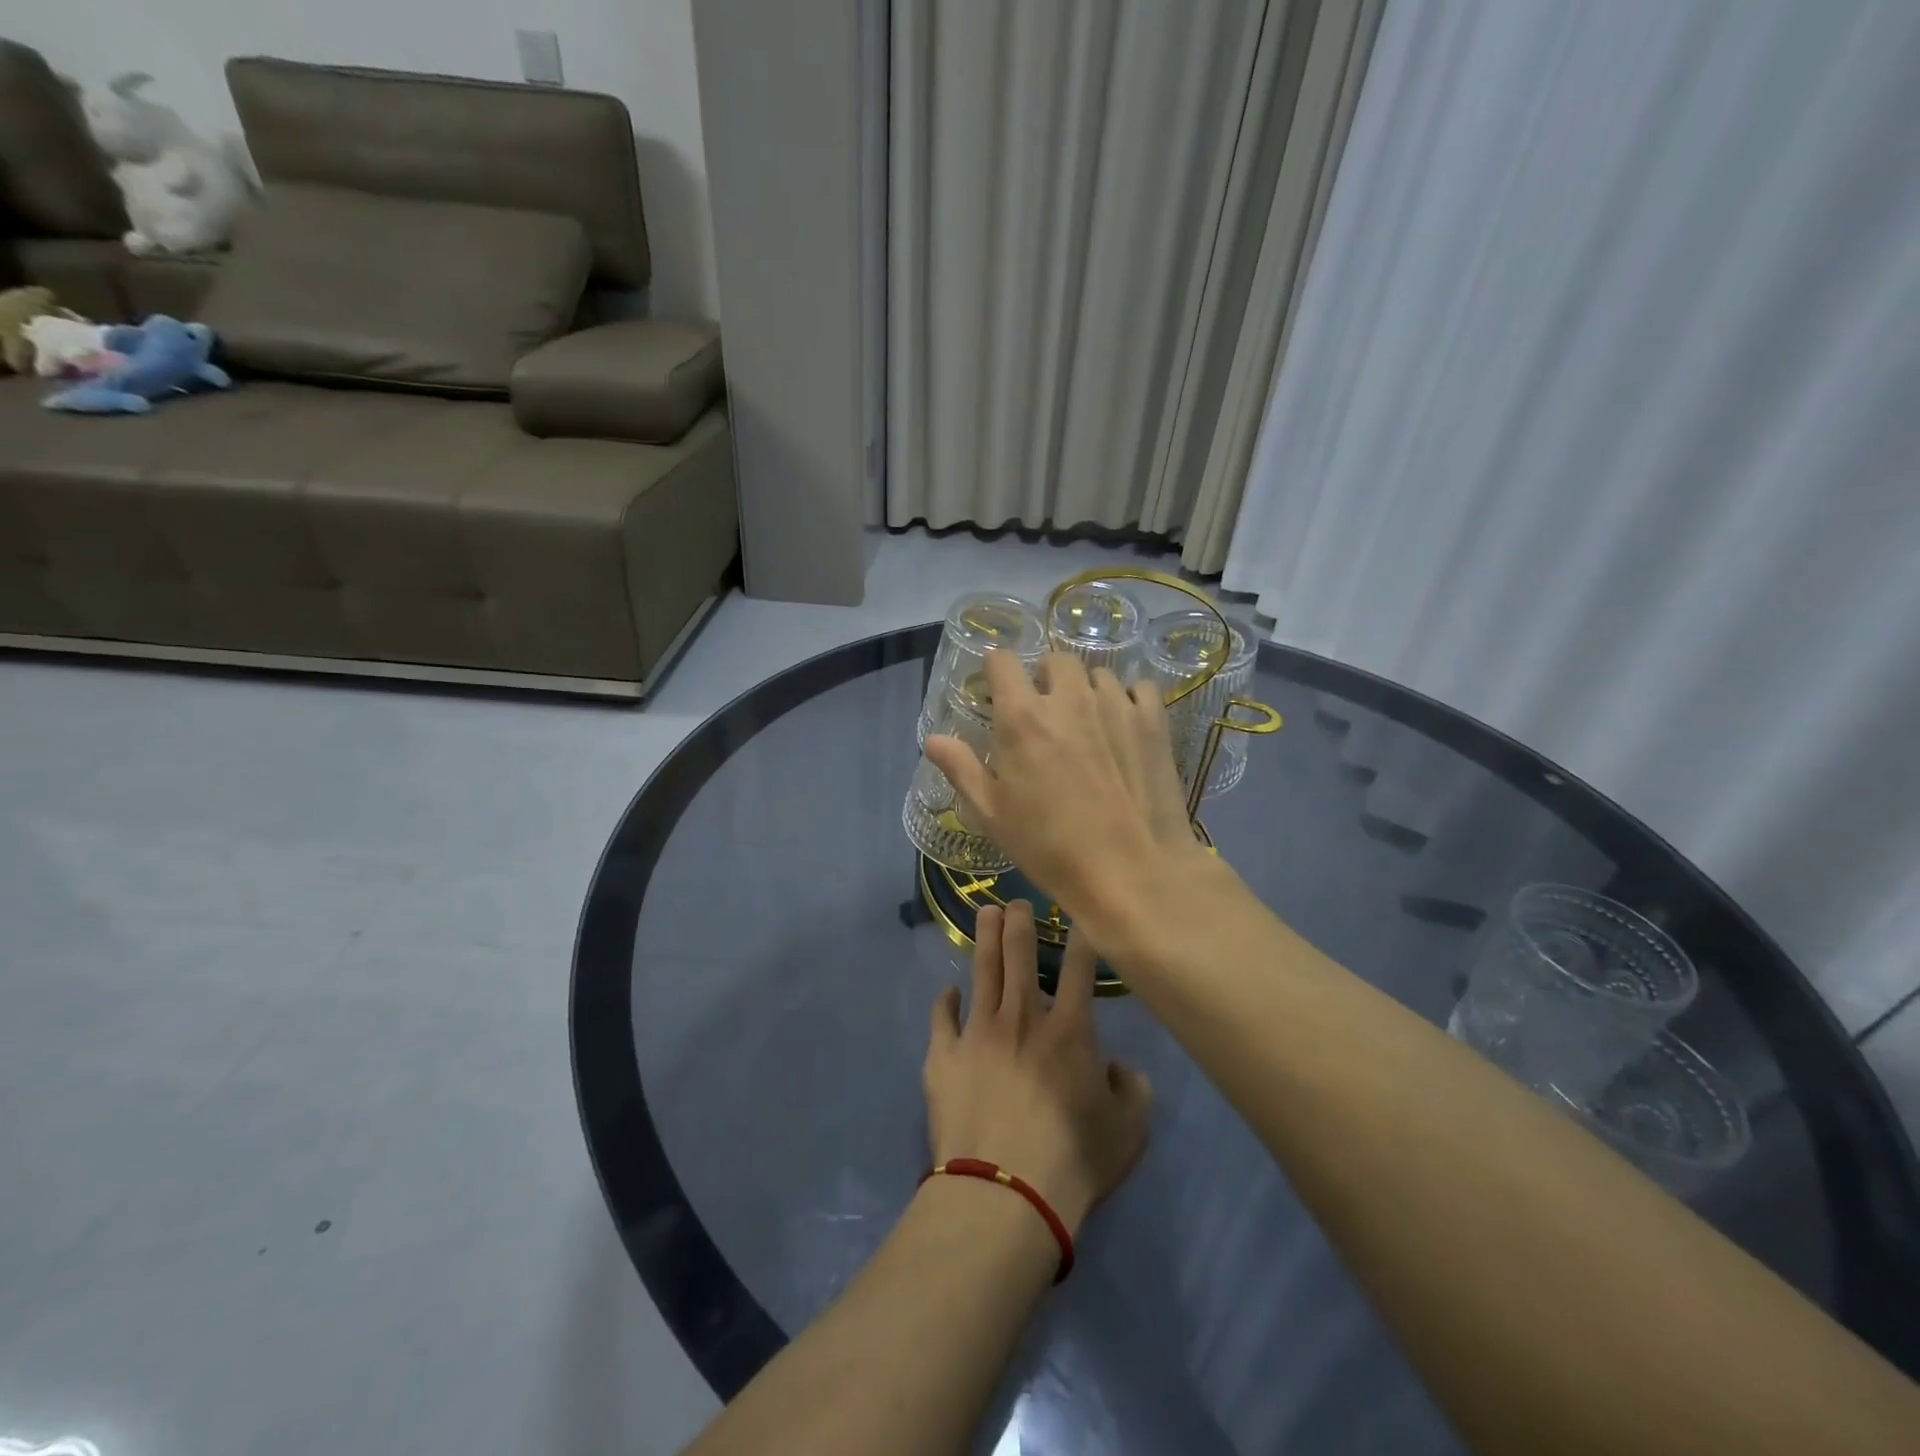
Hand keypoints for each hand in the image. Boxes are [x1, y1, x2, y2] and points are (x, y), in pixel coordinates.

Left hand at [923, 901, 1151, 1234]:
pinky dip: (945, 1001)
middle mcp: (1022, 1017)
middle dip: (1020, 921)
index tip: (1077, 917)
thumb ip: (1132, 1089)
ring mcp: (977, 1032)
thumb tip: (1119, 1067)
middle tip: (1017, 900)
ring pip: (982, 971)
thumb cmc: (1073, 1161)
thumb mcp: (1129, 1130)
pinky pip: (942, 1017)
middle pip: (1020, 955)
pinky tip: (948, 991)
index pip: (1078, 968)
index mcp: (1069, 1029)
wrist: (1004, 1193)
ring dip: (986, 939)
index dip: (1080, 938)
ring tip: (986, 912)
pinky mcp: (943, 1055)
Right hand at [924, 651, 1198, 915]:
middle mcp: (1069, 698)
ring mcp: (1115, 704)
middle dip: (1044, 677)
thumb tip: (932, 739)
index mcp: (1022, 717)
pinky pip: (1138, 688)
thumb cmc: (1049, 847)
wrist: (1129, 871)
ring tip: (1086, 722)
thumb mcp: (992, 814)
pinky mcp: (1152, 721)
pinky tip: (1123, 725)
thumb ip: (961, 768)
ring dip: (1085, 689)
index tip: (997, 691)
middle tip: (1044, 713)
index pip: (1002, 661)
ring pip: (1096, 674)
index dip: (996, 670)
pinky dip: (1127, 698)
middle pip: (1054, 660)